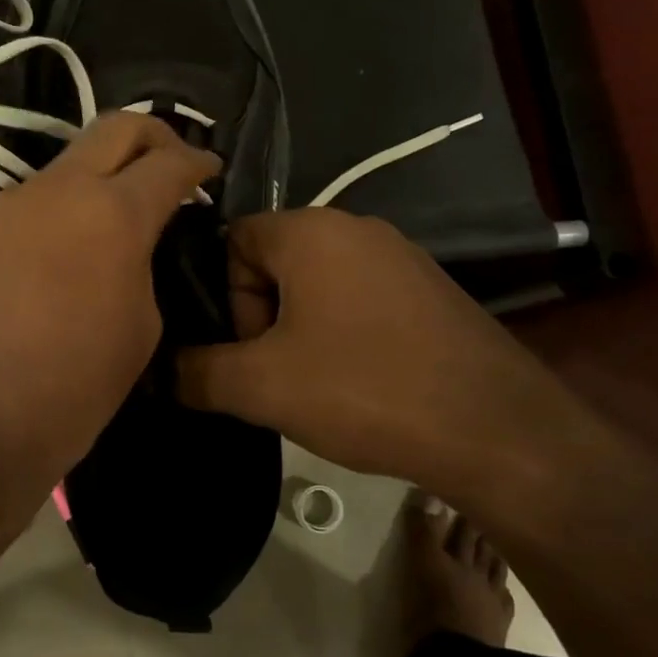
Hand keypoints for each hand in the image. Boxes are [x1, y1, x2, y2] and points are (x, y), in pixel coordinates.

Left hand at [0, 113, 219, 489]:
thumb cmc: (74, 389)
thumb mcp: (142, 328)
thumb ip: (144, 265)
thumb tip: (134, 247)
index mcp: (111, 213)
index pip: (169, 162)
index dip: (198, 161)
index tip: (209, 169)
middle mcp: (55, 190)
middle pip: (115, 127)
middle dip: (154, 136)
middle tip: (170, 166)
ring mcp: (4, 206)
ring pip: (64, 167)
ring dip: (97, 180)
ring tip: (109, 223)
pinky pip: (26, 207)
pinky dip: (55, 216)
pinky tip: (55, 260)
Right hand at [174, 208, 594, 496]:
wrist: (496, 430)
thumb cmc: (365, 389)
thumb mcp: (261, 386)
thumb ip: (197, 372)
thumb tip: (160, 371)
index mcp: (310, 230)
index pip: (233, 239)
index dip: (224, 296)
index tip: (244, 349)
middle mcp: (356, 227)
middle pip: (274, 262)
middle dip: (261, 317)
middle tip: (275, 373)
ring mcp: (400, 257)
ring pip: (317, 284)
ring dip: (300, 329)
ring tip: (317, 385)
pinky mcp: (430, 290)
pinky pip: (360, 299)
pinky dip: (343, 334)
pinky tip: (361, 382)